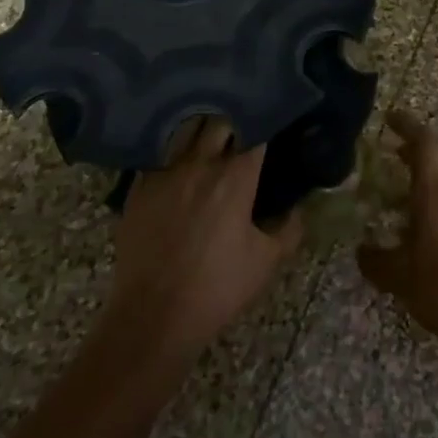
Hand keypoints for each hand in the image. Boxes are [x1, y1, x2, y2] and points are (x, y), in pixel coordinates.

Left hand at [106, 118, 301, 361]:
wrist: (152, 317)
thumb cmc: (217, 289)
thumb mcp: (267, 262)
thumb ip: (289, 229)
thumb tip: (298, 208)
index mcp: (236, 177)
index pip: (256, 131)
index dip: (266, 123)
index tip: (273, 125)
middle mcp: (201, 164)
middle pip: (220, 121)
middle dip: (235, 121)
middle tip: (243, 131)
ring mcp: (166, 173)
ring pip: (187, 130)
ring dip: (203, 129)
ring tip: (211, 138)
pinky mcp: (139, 187)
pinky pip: (160, 154)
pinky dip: (175, 152)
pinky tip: (180, 164)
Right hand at [357, 109, 437, 355]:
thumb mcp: (399, 279)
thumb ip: (376, 260)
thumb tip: (361, 249)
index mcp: (434, 196)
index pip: (424, 144)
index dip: (407, 125)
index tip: (389, 118)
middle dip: (418, 145)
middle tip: (393, 150)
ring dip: (429, 171)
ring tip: (403, 189)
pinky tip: (423, 221)